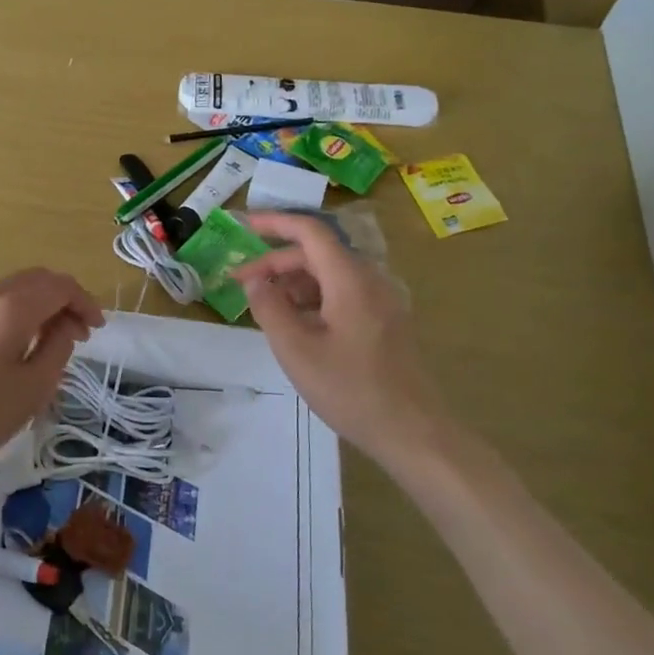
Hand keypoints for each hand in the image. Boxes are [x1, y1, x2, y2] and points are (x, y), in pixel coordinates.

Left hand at [0, 270, 104, 486]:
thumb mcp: (31, 389)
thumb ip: (57, 348)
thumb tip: (67, 324)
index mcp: (7, 309)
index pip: (58, 286)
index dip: (84, 302)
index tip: (96, 328)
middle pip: (33, 280)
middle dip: (62, 299)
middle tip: (78, 331)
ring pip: (8, 290)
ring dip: (36, 306)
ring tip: (48, 341)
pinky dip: (11, 314)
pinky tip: (12, 346)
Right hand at [232, 211, 452, 470]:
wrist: (412, 432)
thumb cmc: (350, 389)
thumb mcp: (296, 349)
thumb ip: (269, 307)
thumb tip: (253, 279)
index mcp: (350, 279)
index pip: (310, 231)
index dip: (275, 223)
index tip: (243, 225)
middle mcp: (369, 280)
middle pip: (318, 253)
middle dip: (276, 261)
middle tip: (241, 281)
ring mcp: (381, 301)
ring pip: (329, 275)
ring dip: (293, 282)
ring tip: (264, 306)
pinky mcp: (385, 321)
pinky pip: (343, 294)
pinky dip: (313, 298)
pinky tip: (295, 323)